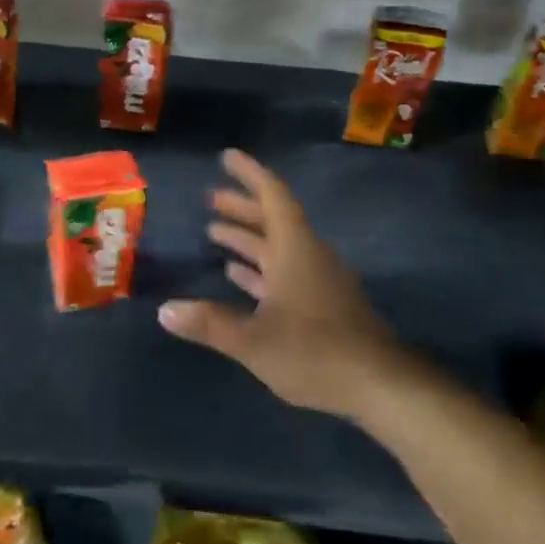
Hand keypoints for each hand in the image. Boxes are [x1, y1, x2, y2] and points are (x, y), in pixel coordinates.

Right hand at [158, 148, 417, 422]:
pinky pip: (285, 272)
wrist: (380, 386)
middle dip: (241, 206)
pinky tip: (237, 275)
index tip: (227, 157)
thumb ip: (209, 324)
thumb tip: (165, 310)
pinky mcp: (322, 304)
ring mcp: (317, 281)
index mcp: (295, 250)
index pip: (272, 197)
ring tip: (214, 231)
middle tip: (210, 197)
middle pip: (273, 220)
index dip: (250, 174)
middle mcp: (307, 256)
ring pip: (278, 247)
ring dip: (248, 237)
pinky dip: (259, 269)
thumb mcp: (253, 341)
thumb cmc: (315, 353)